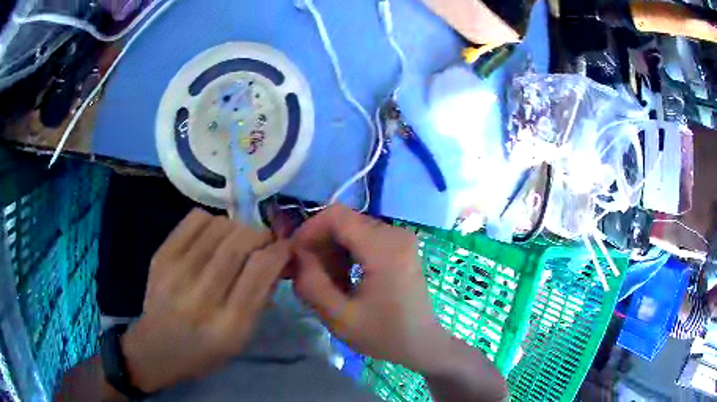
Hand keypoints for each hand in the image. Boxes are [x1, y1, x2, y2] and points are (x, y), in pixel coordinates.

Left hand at [120, 209, 290, 392]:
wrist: (156, 349)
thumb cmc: (204, 352)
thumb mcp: (241, 339)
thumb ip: (260, 299)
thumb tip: (275, 260)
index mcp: (229, 324)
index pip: (260, 270)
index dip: (279, 251)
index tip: (285, 247)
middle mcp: (202, 296)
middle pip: (239, 243)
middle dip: (261, 235)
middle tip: (264, 241)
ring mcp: (177, 273)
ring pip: (219, 227)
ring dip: (238, 227)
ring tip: (238, 240)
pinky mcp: (161, 257)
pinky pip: (195, 219)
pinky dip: (213, 221)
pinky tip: (213, 236)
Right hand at [291, 205, 453, 372]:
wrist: (422, 342)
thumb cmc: (384, 335)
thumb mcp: (340, 318)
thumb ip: (312, 284)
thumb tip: (297, 255)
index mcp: (385, 249)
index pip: (337, 216)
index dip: (309, 230)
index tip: (296, 256)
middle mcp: (395, 233)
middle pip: (344, 221)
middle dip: (319, 243)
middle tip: (308, 274)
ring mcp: (400, 237)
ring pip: (351, 228)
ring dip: (332, 250)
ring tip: (327, 281)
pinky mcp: (399, 245)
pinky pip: (363, 237)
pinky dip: (346, 252)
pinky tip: (343, 278)